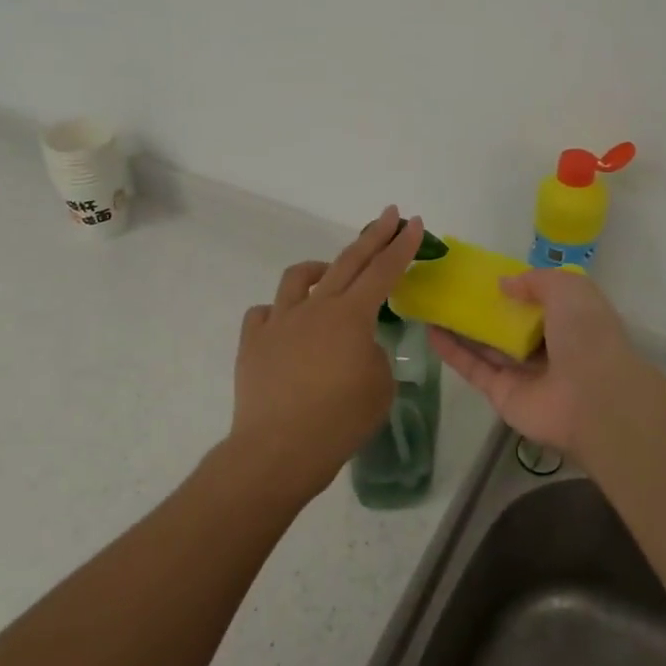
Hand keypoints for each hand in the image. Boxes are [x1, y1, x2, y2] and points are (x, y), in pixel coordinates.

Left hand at [227, 206, 424, 503]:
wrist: (279, 449)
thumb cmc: (340, 421)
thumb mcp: (380, 387)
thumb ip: (374, 355)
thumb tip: (357, 347)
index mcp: (351, 316)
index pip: (384, 271)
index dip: (402, 245)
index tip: (412, 221)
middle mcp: (315, 307)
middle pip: (348, 261)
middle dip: (372, 235)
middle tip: (387, 215)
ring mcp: (279, 321)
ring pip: (298, 278)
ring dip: (319, 269)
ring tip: (327, 274)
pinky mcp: (253, 341)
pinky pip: (265, 313)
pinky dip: (279, 313)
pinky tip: (287, 327)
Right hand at [428, 268, 657, 462]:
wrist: (593, 400)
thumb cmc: (587, 336)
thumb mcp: (569, 289)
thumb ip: (535, 280)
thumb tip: (504, 285)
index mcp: (569, 320)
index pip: (539, 301)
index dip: (515, 287)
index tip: (485, 274)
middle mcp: (547, 346)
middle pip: (508, 325)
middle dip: (483, 308)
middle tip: (450, 288)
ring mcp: (523, 373)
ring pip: (486, 345)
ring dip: (460, 327)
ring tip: (432, 304)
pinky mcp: (501, 393)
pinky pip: (473, 368)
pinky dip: (451, 350)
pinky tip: (429, 330)